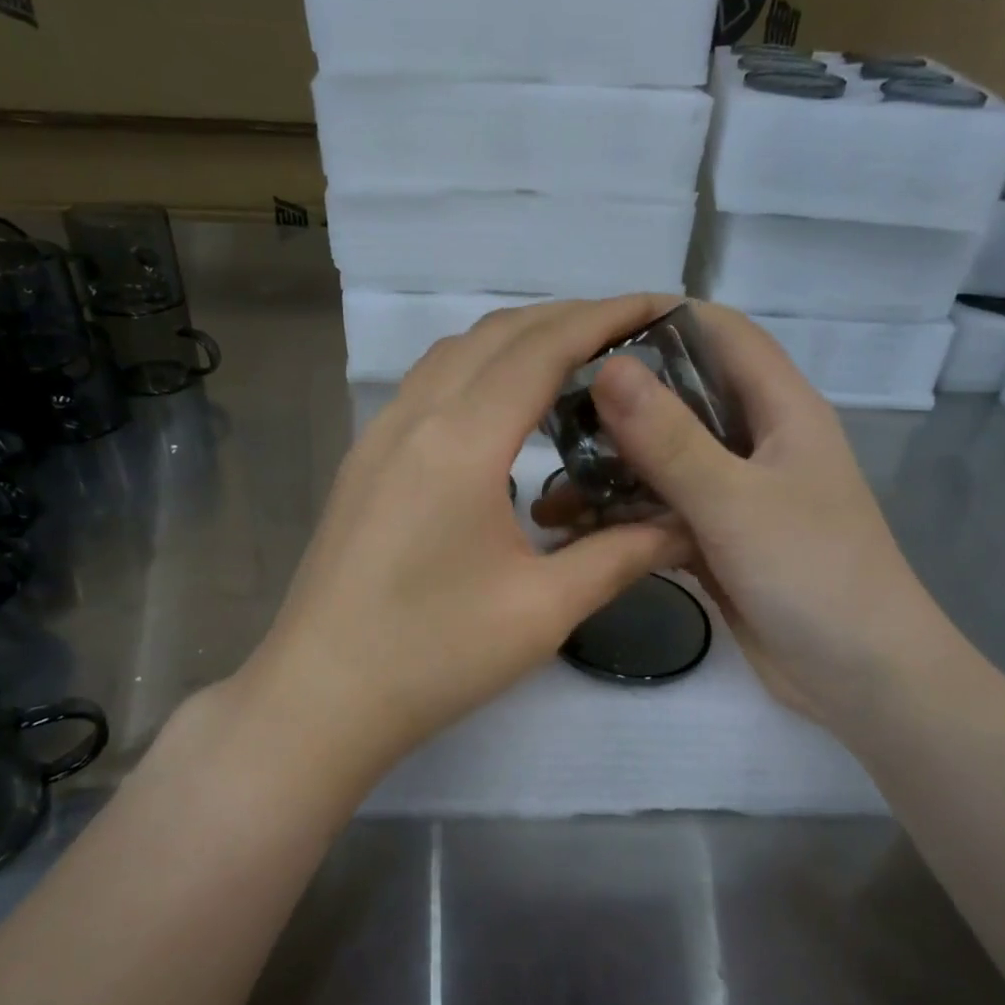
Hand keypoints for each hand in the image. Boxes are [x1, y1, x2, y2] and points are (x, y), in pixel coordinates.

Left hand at [237, 296, 690, 785]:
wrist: (321, 699)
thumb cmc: (434, 657)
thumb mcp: (543, 610)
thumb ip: (620, 555)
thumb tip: (684, 525)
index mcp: (461, 442)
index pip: (543, 347)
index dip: (606, 317)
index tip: (662, 305)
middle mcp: (413, 418)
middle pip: (497, 335)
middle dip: (568, 319)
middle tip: (631, 335)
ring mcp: (377, 439)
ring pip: (455, 355)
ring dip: (518, 342)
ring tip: (576, 365)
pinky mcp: (363, 466)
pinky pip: (427, 389)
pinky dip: (478, 374)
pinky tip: (506, 416)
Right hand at [535, 301, 952, 730]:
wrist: (860, 678)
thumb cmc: (813, 574)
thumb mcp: (735, 501)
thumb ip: (670, 439)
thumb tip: (608, 368)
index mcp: (781, 410)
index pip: (721, 334)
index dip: (660, 319)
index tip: (587, 332)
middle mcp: (758, 443)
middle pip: (683, 399)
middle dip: (620, 402)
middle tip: (548, 412)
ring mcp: (737, 497)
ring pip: (666, 464)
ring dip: (614, 471)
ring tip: (549, 483)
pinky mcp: (720, 543)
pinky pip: (664, 516)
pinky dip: (626, 519)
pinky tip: (576, 531)